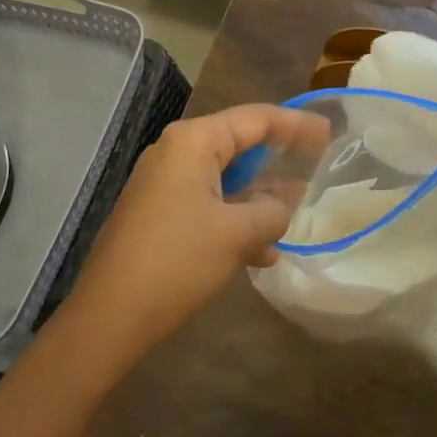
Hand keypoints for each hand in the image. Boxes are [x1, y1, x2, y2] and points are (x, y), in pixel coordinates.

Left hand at [57, 104, 328, 371]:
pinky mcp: (156, 213)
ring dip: (257, 197)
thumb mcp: (236, 234)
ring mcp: (162, 183)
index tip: (328, 134)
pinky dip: (234, 218)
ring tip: (292, 215)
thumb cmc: (177, 262)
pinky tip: (260, 252)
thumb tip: (281, 206)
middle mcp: (175, 152)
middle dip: (276, 161)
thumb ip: (270, 212)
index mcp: (193, 141)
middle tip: (313, 166)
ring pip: (224, 178)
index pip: (255, 119)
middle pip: (238, 144)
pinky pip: (206, 202)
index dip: (295, 125)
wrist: (108, 317)